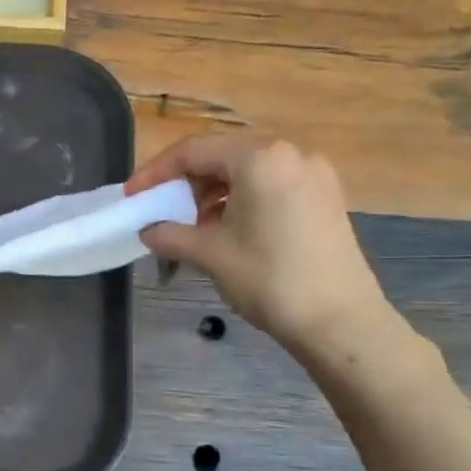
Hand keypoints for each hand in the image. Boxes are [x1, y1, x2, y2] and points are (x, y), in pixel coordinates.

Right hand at [128, 133, 396, 355]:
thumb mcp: (210, 255)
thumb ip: (170, 235)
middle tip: (160, 209)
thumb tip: (148, 230)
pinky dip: (241, 197)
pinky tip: (227, 227)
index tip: (131, 196)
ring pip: (247, 169)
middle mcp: (290, 153)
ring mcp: (313, 173)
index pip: (193, 151)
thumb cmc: (269, 280)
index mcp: (260, 158)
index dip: (156, 172)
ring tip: (192, 224)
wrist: (339, 320)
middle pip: (222, 155)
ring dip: (212, 191)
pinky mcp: (324, 195)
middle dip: (185, 181)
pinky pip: (270, 183)